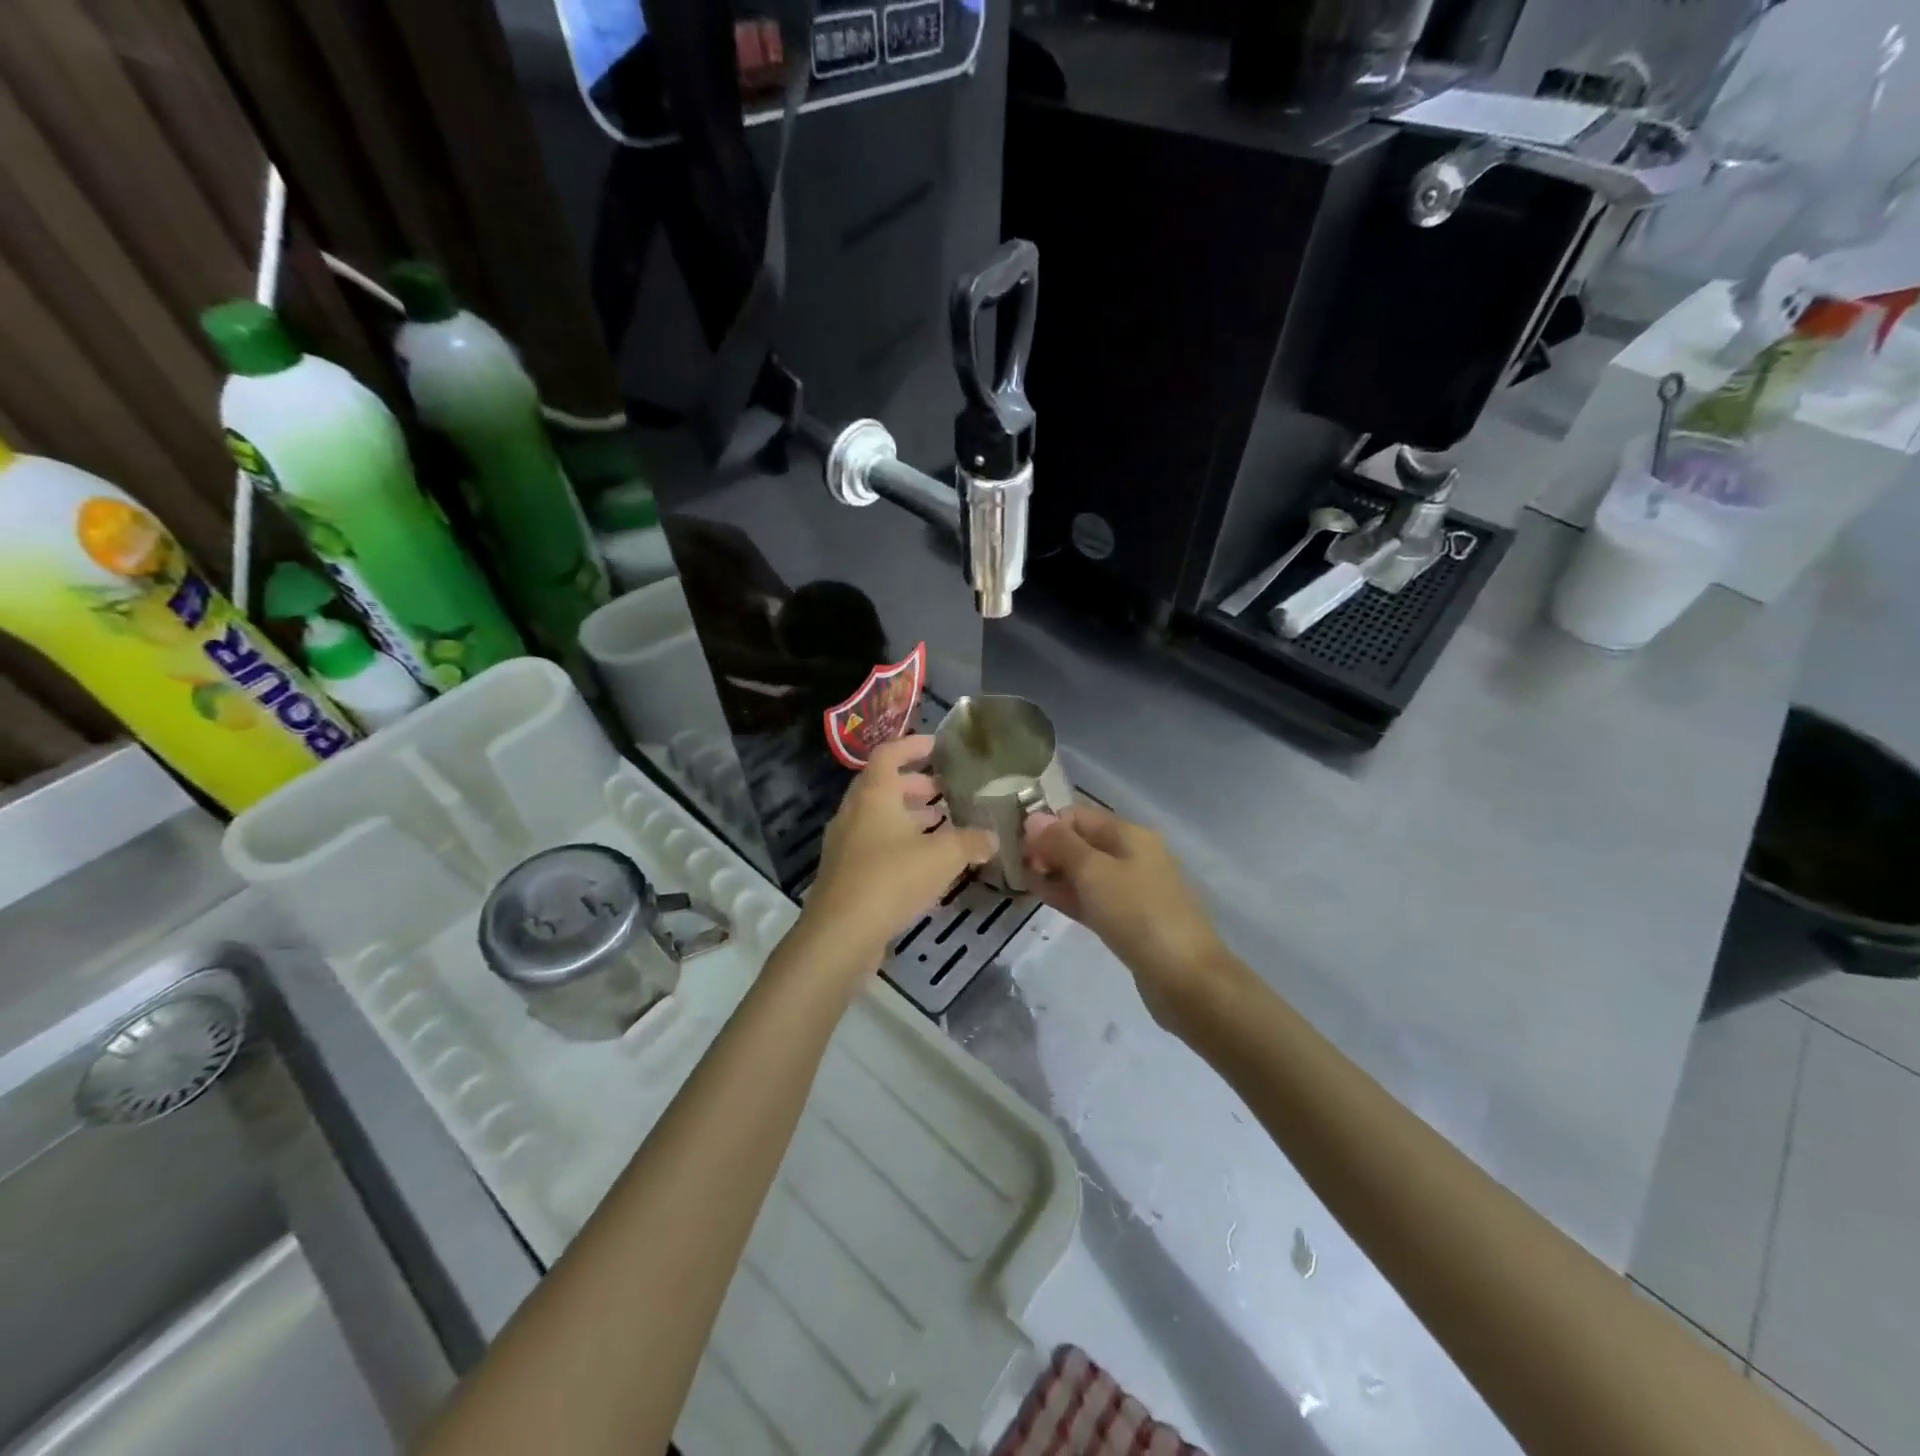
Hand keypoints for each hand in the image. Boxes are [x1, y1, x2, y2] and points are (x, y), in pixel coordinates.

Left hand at [795, 735, 997, 983]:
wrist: (840, 934)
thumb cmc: (891, 879)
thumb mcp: (943, 857)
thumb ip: (971, 842)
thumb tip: (993, 837)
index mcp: (873, 795)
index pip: (889, 754)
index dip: (913, 745)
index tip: (937, 746)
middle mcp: (854, 812)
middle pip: (882, 786)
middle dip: (915, 785)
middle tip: (943, 791)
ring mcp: (844, 844)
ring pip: (878, 818)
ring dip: (907, 816)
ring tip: (940, 825)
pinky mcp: (844, 873)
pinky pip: (873, 845)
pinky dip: (898, 843)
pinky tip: (924, 864)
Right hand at [1022, 804, 1235, 1029]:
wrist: (1184, 976)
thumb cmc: (1136, 913)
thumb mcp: (1093, 872)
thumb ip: (1061, 843)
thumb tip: (1033, 817)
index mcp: (1129, 834)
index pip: (1078, 816)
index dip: (1047, 826)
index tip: (1019, 847)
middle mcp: (1132, 855)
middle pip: (1082, 842)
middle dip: (1048, 851)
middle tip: (1017, 868)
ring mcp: (1132, 889)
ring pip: (1085, 873)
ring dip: (1055, 874)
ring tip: (1023, 883)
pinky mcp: (1129, 920)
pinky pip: (1093, 898)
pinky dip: (1069, 896)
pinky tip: (1044, 899)